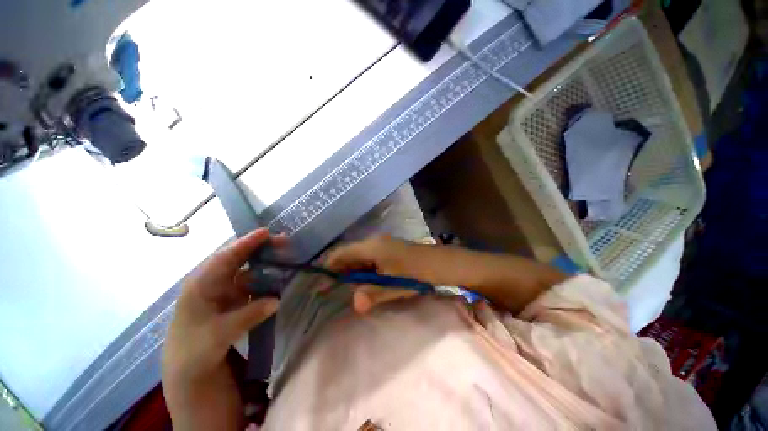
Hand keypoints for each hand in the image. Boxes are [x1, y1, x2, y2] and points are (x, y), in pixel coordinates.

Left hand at [162, 229, 281, 430]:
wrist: (188, 370)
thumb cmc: (194, 350)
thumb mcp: (219, 334)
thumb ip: (248, 315)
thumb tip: (276, 299)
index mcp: (202, 285)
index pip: (225, 258)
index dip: (245, 244)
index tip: (266, 232)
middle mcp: (214, 283)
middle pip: (239, 259)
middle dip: (260, 249)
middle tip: (284, 242)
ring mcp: (225, 292)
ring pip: (249, 272)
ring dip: (266, 265)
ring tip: (286, 259)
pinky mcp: (234, 301)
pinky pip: (253, 286)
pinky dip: (266, 282)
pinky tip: (279, 281)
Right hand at [325, 235, 424, 313]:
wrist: (439, 263)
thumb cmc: (416, 273)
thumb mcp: (394, 285)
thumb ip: (373, 293)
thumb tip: (355, 304)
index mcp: (372, 247)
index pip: (342, 253)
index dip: (329, 266)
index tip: (320, 282)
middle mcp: (374, 241)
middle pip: (349, 254)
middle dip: (339, 271)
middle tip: (329, 289)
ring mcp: (381, 244)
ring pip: (359, 256)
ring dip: (351, 271)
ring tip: (345, 288)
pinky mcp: (387, 248)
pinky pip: (368, 257)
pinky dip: (362, 269)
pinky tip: (364, 280)